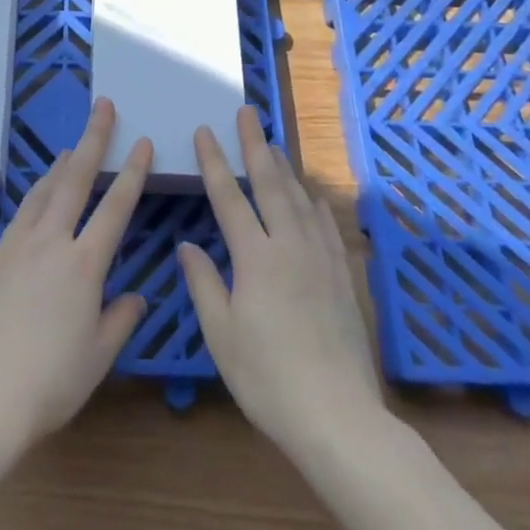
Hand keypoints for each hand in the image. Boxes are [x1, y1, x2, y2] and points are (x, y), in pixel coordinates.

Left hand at [0, 97, 152, 456]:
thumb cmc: (48, 383)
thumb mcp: (98, 357)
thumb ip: (120, 319)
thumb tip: (136, 296)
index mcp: (84, 265)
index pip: (115, 206)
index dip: (132, 172)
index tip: (142, 142)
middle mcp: (52, 242)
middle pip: (77, 178)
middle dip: (93, 138)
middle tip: (104, 106)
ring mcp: (20, 244)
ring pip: (47, 189)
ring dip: (64, 161)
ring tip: (75, 143)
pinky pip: (25, 209)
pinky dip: (40, 190)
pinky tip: (43, 190)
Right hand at [178, 107, 385, 461]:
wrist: (338, 417)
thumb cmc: (268, 378)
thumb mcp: (221, 334)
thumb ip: (203, 283)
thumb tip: (188, 245)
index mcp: (256, 257)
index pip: (230, 196)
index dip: (215, 162)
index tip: (206, 130)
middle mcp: (290, 245)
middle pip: (270, 183)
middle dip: (255, 145)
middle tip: (247, 112)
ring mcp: (321, 258)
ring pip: (301, 198)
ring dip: (284, 167)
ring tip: (272, 144)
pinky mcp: (341, 276)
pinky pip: (327, 225)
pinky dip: (316, 203)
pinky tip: (313, 197)